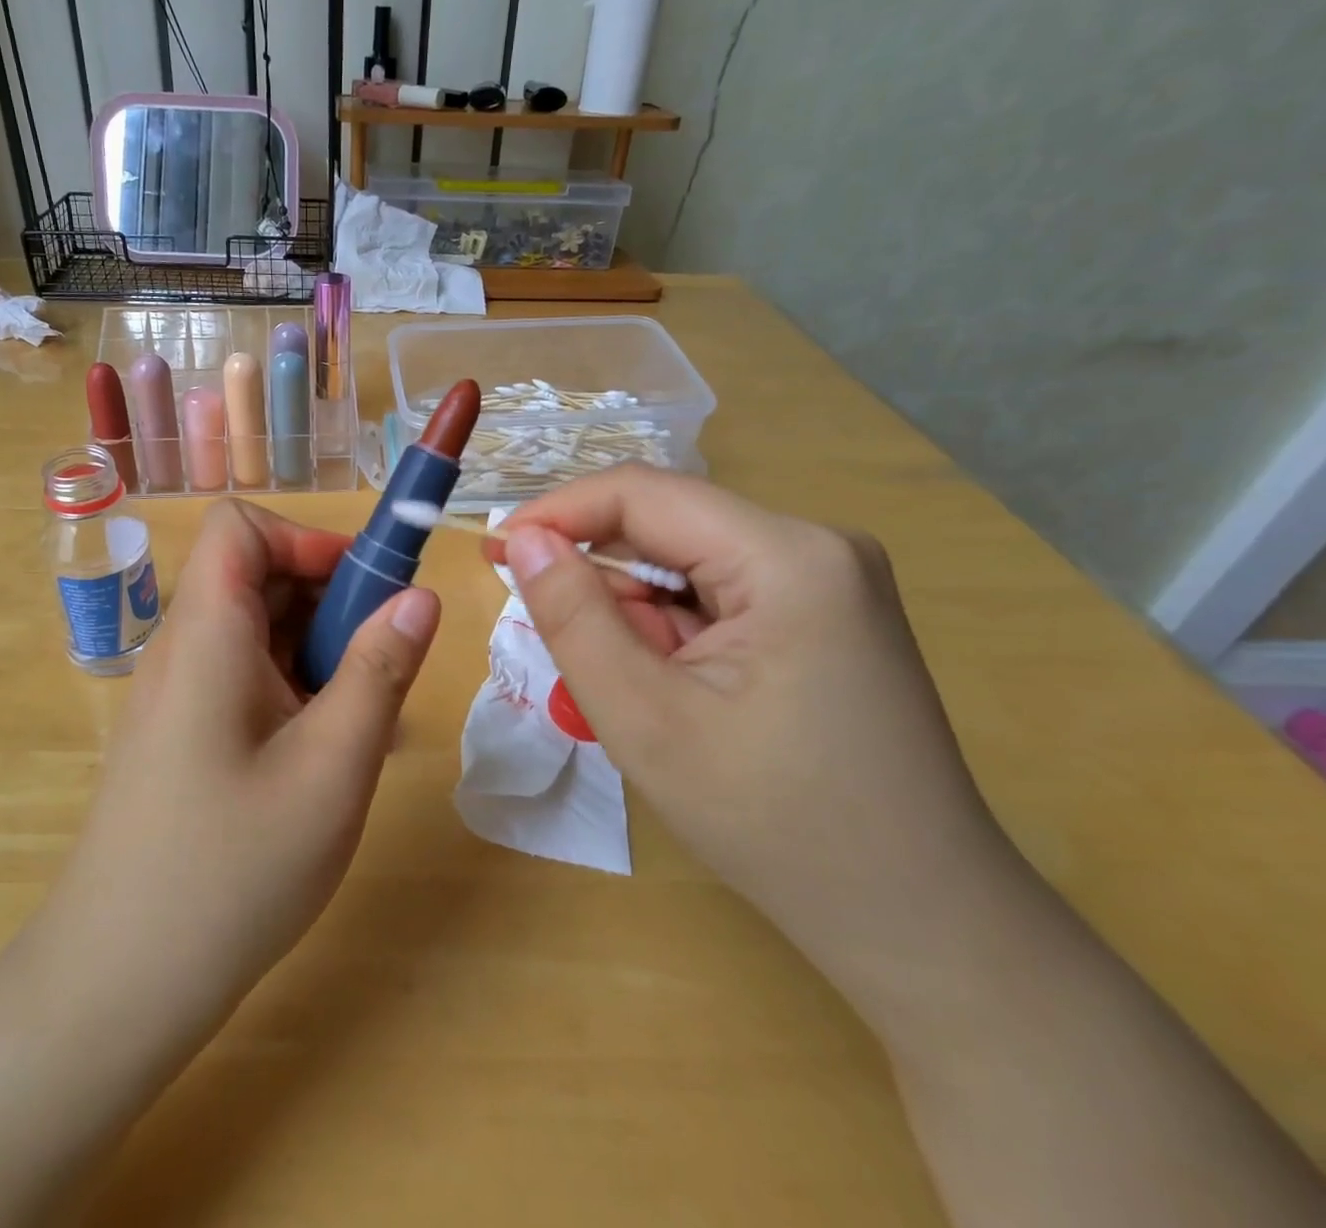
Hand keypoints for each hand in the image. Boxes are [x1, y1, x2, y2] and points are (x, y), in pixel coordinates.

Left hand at [33, 499, 440, 1045]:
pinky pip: (247, 679)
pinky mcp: (184, 734)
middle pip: (258, 576)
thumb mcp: (331, 767)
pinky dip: (298, 691)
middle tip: (387, 664)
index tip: (367, 592)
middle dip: (332, 600)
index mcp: (207, 634)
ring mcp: (180, 694)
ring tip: (369, 720)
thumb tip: (420, 597)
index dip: (307, 540)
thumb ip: (380, 671)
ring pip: (259, 631)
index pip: (241, 527)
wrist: (116, 986)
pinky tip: (332, 753)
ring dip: (322, 652)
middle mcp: (185, 649)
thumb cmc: (230, 871)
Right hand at [499, 465, 1017, 984]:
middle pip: (667, 528)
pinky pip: (717, 595)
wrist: (919, 922)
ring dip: (639, 616)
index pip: (643, 493)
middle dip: (605, 582)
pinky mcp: (825, 614)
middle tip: (574, 658)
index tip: (495, 551)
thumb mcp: (644, 718)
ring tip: (642, 695)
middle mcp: (817, 545)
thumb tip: (522, 538)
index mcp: (787, 555)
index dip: (558, 513)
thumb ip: (573, 616)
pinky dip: (673, 633)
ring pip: (687, 564)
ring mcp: (828, 579)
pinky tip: (682, 695)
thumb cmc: (774, 823)